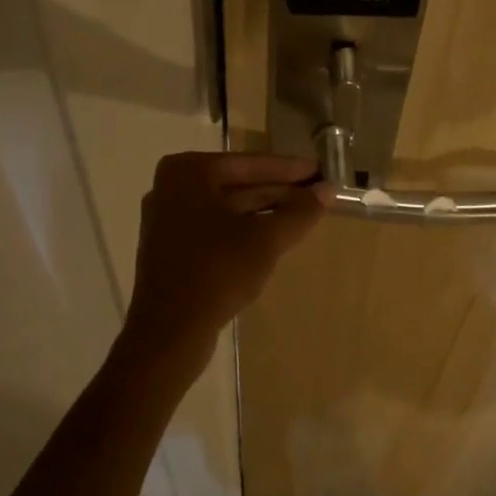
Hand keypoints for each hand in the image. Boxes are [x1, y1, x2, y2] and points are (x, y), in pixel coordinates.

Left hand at [122, 152, 327, 377]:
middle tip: (317, 192)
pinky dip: (244, 228)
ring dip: (265, 210)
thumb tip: (328, 189)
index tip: (320, 169)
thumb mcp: (267, 239)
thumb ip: (299, 211)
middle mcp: (172, 186)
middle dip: (278, 190)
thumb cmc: (218, 272)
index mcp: (189, 172)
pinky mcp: (170, 246)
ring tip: (303, 214)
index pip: (250, 164)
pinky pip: (215, 226)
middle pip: (238, 183)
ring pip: (227, 207)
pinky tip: (273, 236)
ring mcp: (168, 217)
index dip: (290, 169)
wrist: (169, 331)